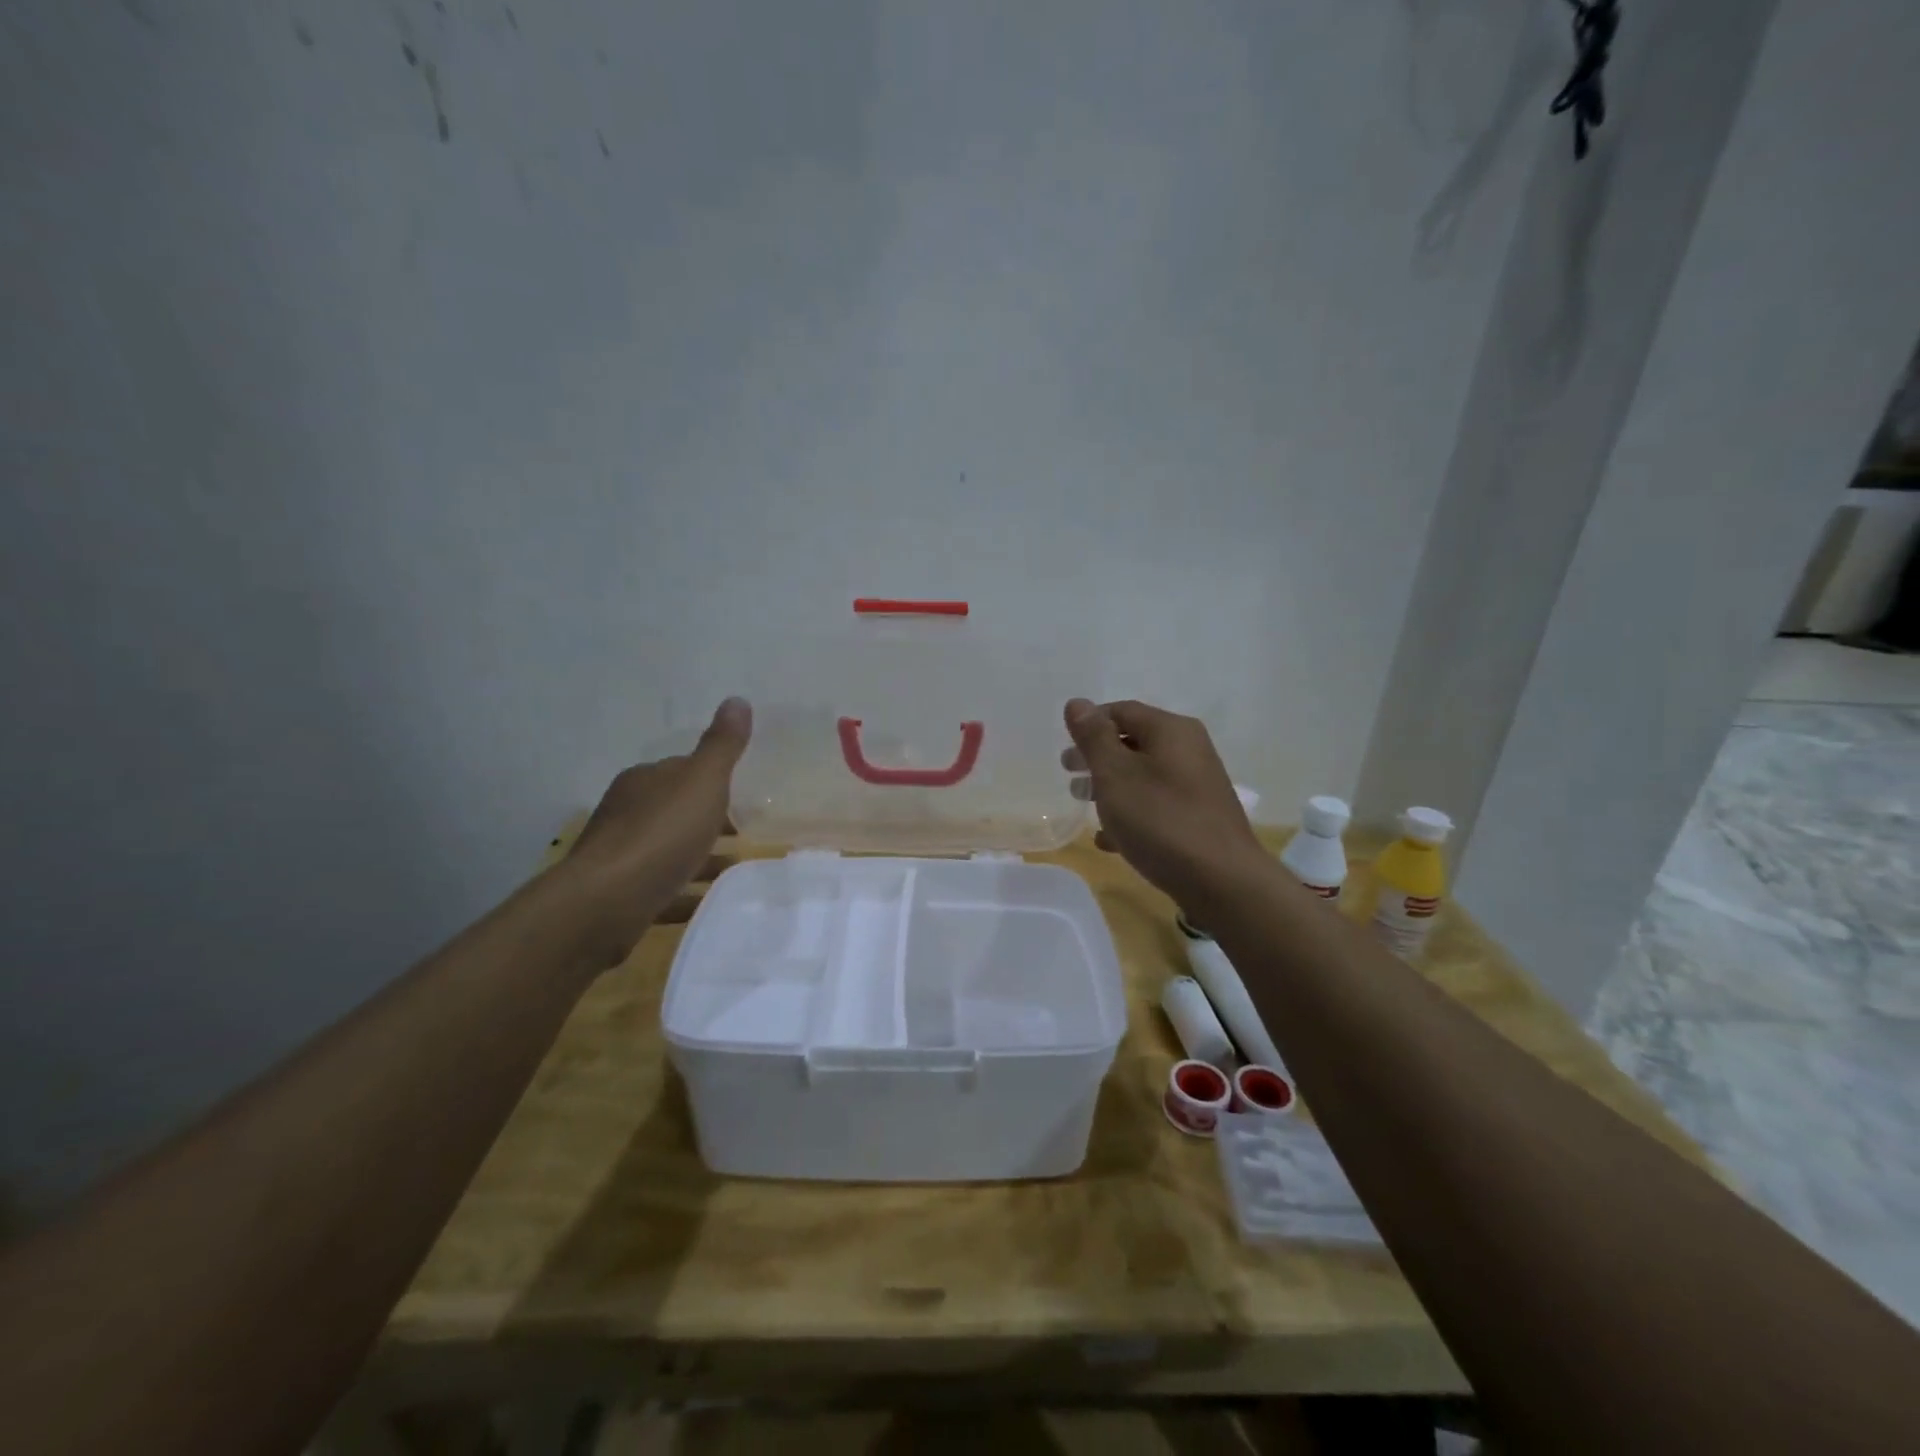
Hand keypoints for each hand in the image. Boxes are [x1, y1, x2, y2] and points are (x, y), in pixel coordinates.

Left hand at [562, 697, 751, 963]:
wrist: (607, 901)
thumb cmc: (661, 832)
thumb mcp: (702, 781)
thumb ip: (721, 745)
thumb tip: (737, 699)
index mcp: (643, 780)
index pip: (680, 770)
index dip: (710, 780)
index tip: (740, 794)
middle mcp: (625, 811)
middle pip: (672, 810)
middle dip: (704, 819)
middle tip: (744, 832)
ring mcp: (618, 855)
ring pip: (666, 849)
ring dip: (697, 856)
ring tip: (733, 868)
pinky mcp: (618, 894)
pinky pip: (660, 887)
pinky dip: (684, 890)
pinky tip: (707, 901)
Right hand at [1061, 698, 1266, 912]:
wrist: (1222, 881)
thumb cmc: (1160, 819)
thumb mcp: (1115, 774)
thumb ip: (1093, 738)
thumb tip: (1077, 703)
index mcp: (1171, 730)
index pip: (1122, 711)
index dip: (1089, 724)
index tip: (1064, 746)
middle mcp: (1189, 750)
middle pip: (1133, 743)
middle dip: (1097, 757)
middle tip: (1069, 775)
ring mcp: (1196, 786)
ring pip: (1143, 776)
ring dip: (1110, 787)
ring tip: (1083, 804)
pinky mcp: (1198, 818)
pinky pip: (1156, 806)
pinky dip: (1131, 814)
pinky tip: (1108, 840)